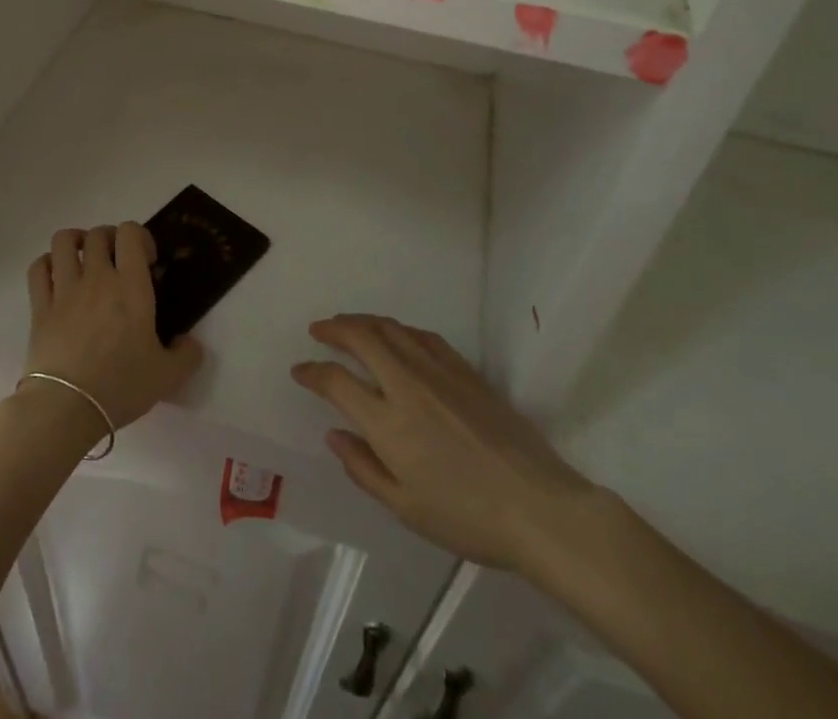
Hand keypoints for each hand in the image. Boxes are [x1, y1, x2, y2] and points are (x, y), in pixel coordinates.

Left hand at [24, 224, 202, 433]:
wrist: (66, 408)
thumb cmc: (120, 386)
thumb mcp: (167, 376)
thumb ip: (187, 355)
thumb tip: (190, 342)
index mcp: (131, 286)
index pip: (130, 233)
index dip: (140, 237)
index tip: (147, 261)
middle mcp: (97, 277)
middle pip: (99, 234)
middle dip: (110, 239)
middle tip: (117, 261)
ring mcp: (65, 289)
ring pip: (64, 241)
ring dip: (76, 241)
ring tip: (84, 258)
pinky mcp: (40, 306)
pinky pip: (38, 268)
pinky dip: (47, 263)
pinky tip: (57, 276)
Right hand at [292, 315, 603, 581]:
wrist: (537, 506)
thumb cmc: (467, 517)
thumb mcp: (406, 508)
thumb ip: (363, 468)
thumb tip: (333, 434)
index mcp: (387, 422)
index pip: (336, 382)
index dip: (313, 372)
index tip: (300, 370)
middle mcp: (407, 384)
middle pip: (361, 338)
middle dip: (334, 328)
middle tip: (319, 329)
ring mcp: (437, 371)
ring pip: (391, 328)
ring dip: (363, 321)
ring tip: (349, 325)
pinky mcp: (464, 369)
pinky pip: (422, 335)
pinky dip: (399, 329)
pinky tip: (396, 335)